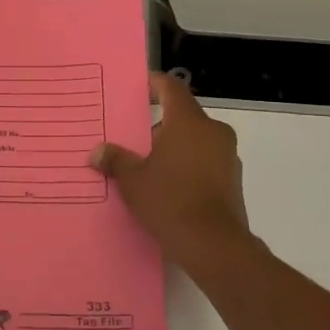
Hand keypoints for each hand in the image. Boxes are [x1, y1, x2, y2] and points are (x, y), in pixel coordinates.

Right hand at [90, 73, 253, 275]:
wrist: (214, 245)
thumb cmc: (170, 201)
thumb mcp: (133, 181)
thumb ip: (116, 160)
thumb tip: (98, 152)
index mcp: (189, 122)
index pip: (171, 88)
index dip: (152, 84)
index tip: (136, 89)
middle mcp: (213, 132)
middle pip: (182, 116)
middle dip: (156, 126)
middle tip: (130, 139)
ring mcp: (227, 156)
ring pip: (194, 140)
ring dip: (171, 148)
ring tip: (144, 167)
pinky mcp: (232, 180)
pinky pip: (204, 161)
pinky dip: (185, 165)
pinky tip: (166, 187)